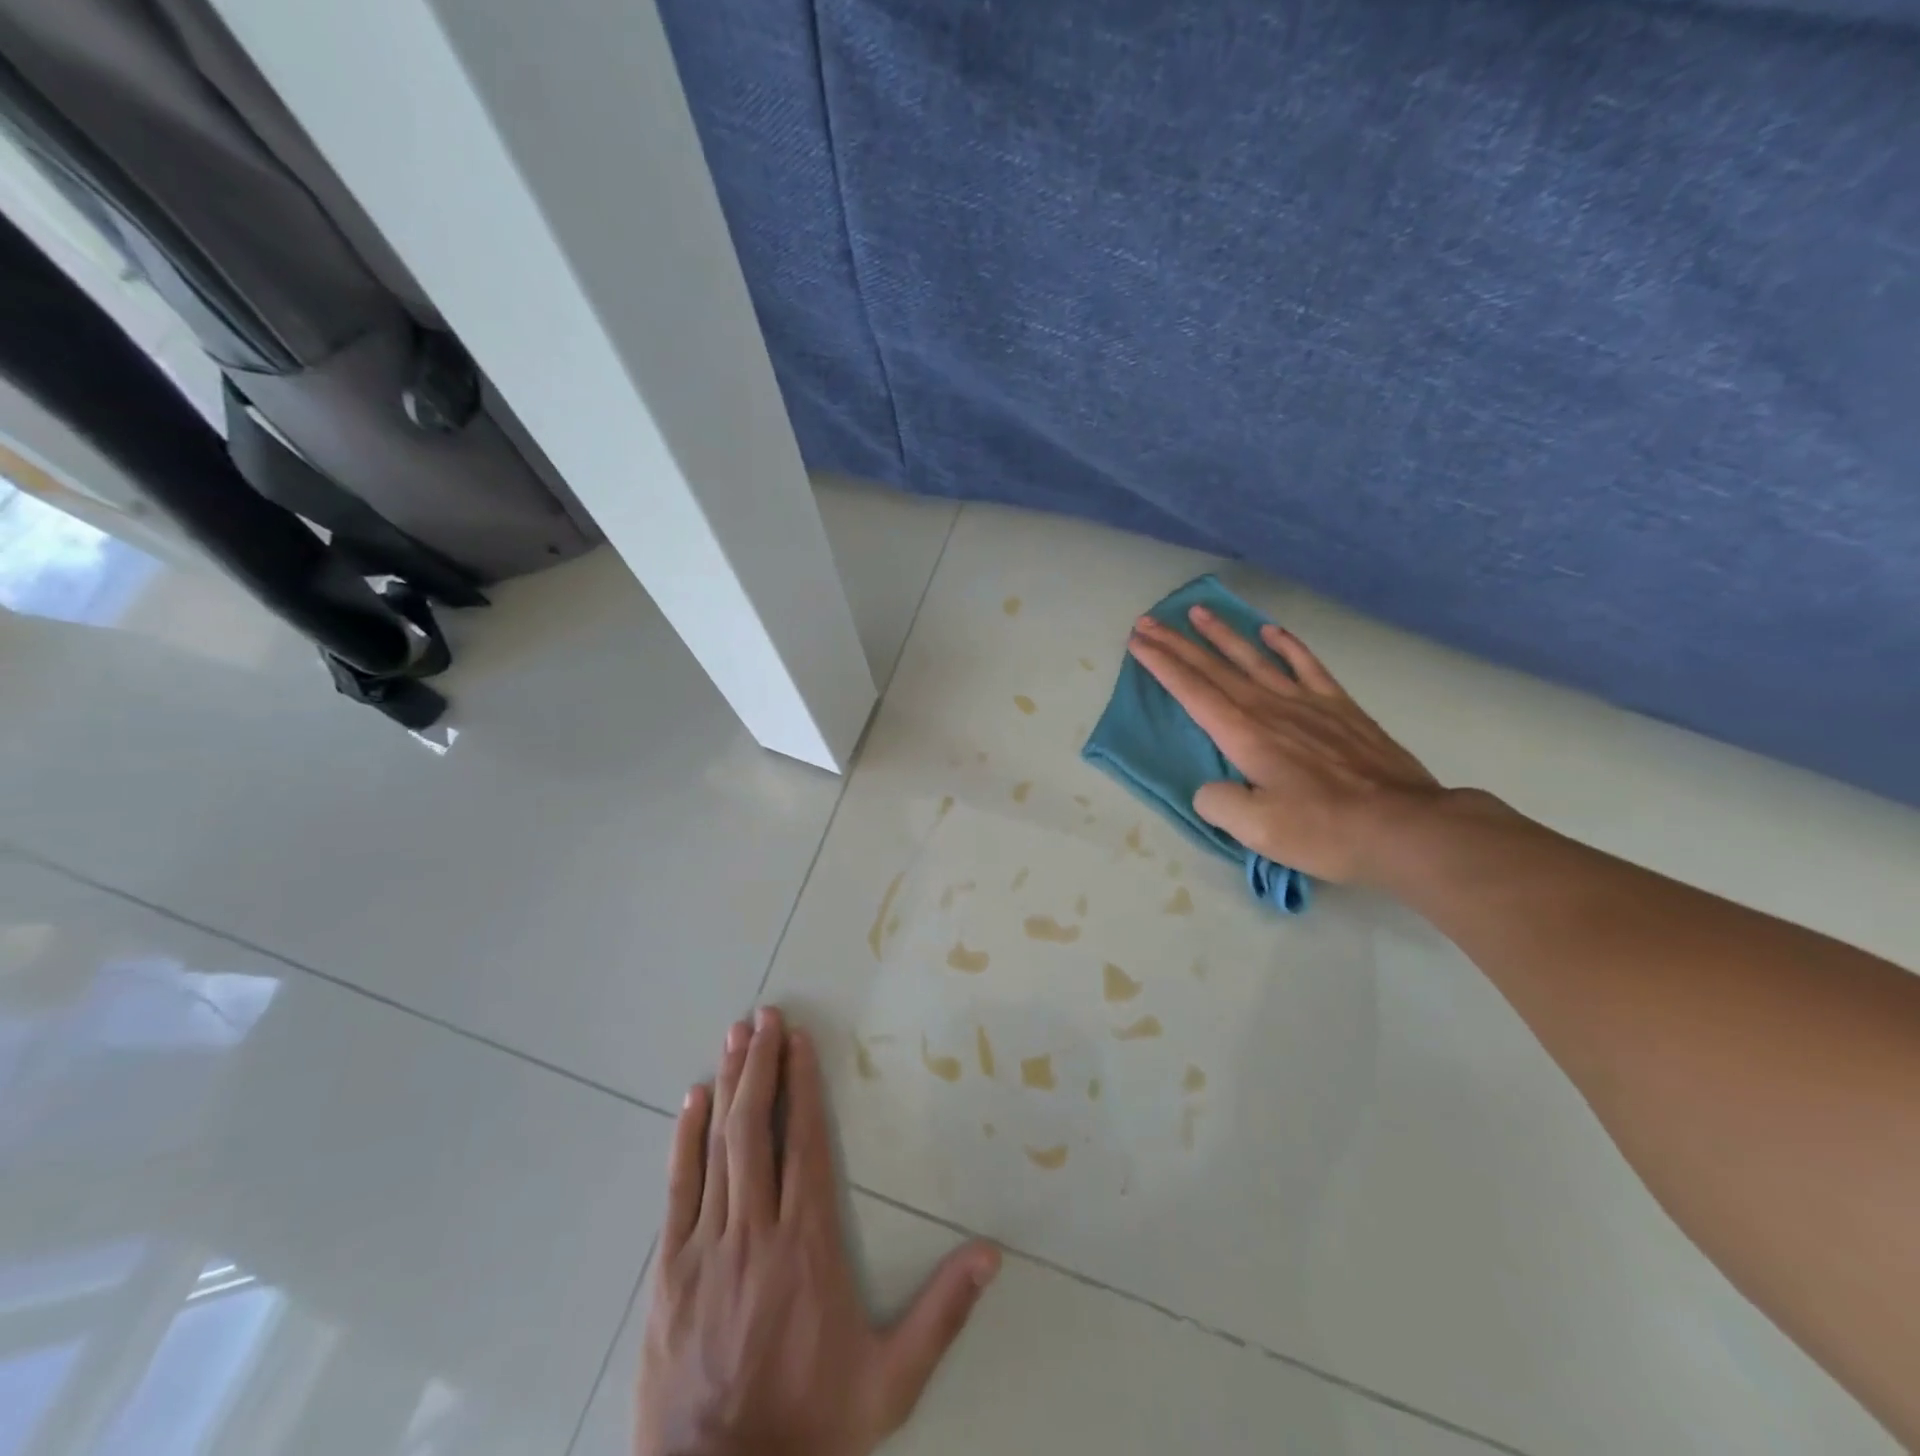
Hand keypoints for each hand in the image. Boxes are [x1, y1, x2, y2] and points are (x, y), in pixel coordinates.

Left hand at [636, 1008, 1000, 1455]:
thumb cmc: (809, 1424)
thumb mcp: (889, 1382)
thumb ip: (941, 1314)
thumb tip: (992, 1255)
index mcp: (806, 1244)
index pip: (804, 1143)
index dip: (802, 1086)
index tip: (800, 1041)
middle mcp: (756, 1230)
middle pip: (757, 1128)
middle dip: (763, 1065)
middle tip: (764, 1015)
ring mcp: (706, 1247)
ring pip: (717, 1146)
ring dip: (729, 1085)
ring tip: (736, 1036)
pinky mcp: (670, 1271)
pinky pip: (678, 1189)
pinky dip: (685, 1139)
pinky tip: (692, 1100)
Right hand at [1127, 608, 1442, 884]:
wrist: (1405, 827)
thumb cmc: (1325, 830)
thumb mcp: (1257, 830)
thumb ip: (1219, 803)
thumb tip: (1210, 787)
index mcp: (1245, 735)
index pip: (1192, 691)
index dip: (1162, 665)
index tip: (1138, 641)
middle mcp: (1270, 709)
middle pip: (1214, 668)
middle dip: (1177, 643)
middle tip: (1149, 620)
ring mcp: (1308, 704)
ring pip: (1254, 659)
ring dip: (1223, 634)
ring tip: (1199, 612)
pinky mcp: (1340, 708)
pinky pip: (1307, 666)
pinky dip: (1287, 645)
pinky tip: (1271, 631)